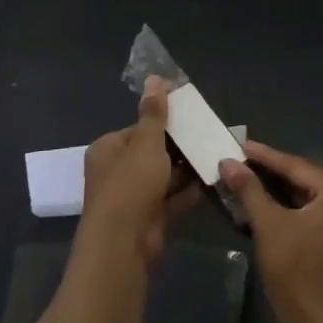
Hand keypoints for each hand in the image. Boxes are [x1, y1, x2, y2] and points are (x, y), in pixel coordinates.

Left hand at [79, 77, 197, 265]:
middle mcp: (116, 172)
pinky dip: (187, 192)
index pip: (138, 129)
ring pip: (163, 176)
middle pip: (151, 153)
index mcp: (108, 149)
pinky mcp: (148, 219)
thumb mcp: (146, 143)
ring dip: (185, 170)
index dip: (163, 124)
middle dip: (178, 147)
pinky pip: (170, 199)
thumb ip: (154, 113)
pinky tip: (210, 181)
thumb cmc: (131, 185)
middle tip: (207, 136)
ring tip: (214, 155)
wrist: (124, 245)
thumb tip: (154, 78)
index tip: (190, 119)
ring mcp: (132, 198)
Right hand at [221, 141, 322, 322]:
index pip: (295, 166)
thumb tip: (228, 162)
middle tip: (240, 161)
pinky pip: (313, 212)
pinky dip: (290, 208)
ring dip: (278, 191)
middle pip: (303, 179)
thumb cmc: (297, 272)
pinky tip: (266, 204)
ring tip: (248, 179)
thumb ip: (249, 190)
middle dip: (270, 172)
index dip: (263, 156)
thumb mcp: (269, 226)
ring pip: (307, 197)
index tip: (239, 145)